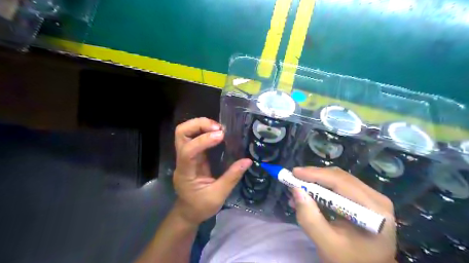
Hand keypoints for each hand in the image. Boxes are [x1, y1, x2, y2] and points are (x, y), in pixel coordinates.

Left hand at [172, 118, 252, 224]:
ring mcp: (185, 156)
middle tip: (218, 128)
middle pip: (181, 133)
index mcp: (186, 172)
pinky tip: (217, 133)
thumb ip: (232, 177)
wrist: (188, 212)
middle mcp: (182, 160)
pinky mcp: (192, 155)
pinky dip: (205, 131)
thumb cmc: (200, 206)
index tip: (221, 136)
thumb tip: (248, 161)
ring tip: (219, 129)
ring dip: (201, 125)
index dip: (203, 140)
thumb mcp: (218, 195)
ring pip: (185, 132)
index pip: (188, 151)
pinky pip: (194, 137)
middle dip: (198, 125)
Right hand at [292, 168, 394, 262]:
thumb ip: (310, 218)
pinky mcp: (365, 199)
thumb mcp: (327, 244)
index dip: (315, 174)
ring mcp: (372, 197)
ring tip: (297, 189)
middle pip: (339, 177)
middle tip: (293, 179)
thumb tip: (296, 190)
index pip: (341, 182)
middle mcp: (376, 198)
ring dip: (316, 182)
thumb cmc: (350, 261)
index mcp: (373, 210)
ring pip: (338, 179)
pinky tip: (308, 194)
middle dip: (313, 177)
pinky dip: (322, 188)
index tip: (294, 173)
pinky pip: (340, 186)